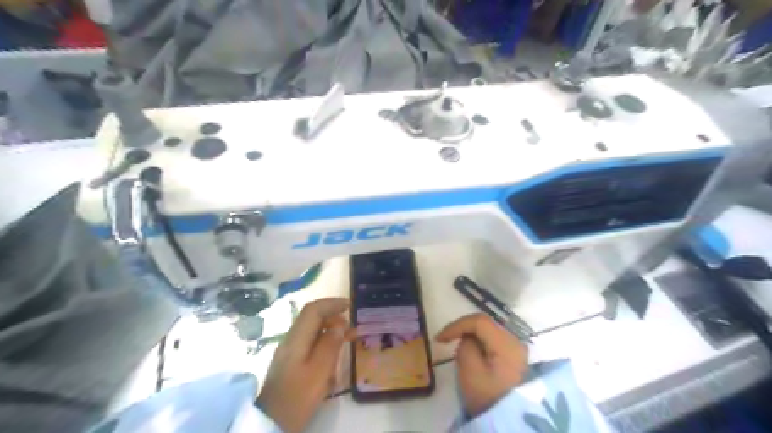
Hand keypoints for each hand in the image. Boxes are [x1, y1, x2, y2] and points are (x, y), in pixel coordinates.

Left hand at [260, 298, 354, 432]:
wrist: (273, 421)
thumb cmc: (299, 395)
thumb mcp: (319, 371)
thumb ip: (330, 345)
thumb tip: (339, 325)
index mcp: (296, 338)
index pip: (313, 310)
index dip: (331, 304)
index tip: (349, 305)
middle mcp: (291, 340)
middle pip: (312, 318)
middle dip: (333, 316)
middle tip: (352, 324)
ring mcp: (289, 351)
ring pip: (311, 330)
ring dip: (330, 329)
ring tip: (349, 336)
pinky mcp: (291, 362)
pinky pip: (310, 342)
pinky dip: (324, 341)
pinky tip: (335, 352)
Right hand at [437, 313, 528, 417]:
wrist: (507, 421)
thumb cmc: (487, 396)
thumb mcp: (470, 370)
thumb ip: (466, 345)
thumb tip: (467, 338)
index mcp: (506, 343)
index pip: (479, 321)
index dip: (457, 325)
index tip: (440, 338)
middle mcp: (515, 340)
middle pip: (485, 324)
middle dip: (463, 329)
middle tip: (446, 339)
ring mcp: (516, 348)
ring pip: (488, 331)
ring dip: (471, 335)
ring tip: (456, 347)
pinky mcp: (514, 356)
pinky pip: (493, 341)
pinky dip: (479, 342)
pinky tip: (471, 352)